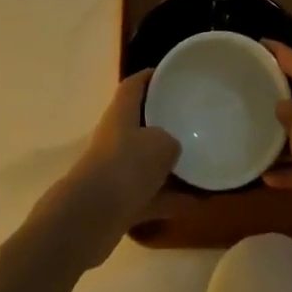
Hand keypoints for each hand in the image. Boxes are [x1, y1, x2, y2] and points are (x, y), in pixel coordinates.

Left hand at [45, 70, 179, 268]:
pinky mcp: (118, 202)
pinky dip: (170, 199)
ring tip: (200, 165)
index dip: (150, 77)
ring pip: (146, 163)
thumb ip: (171, 140)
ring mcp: (115, 171)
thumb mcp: (162, 144)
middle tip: (191, 120)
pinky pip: (150, 195)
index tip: (170, 74)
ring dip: (169, 166)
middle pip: (140, 124)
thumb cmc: (127, 166)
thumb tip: (172, 149)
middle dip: (163, 123)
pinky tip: (197, 204)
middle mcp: (115, 138)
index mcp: (121, 114)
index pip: (133, 86)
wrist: (91, 217)